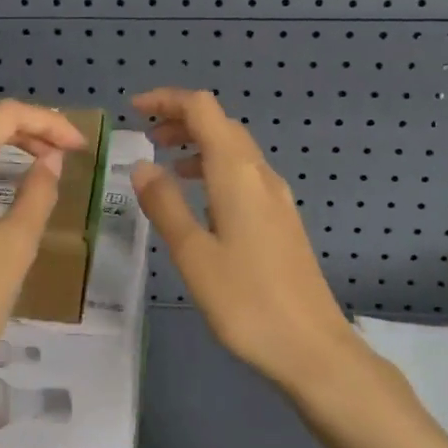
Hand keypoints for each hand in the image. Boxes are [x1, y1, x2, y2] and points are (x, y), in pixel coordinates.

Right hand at [131, 88, 360, 392]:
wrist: (312, 346)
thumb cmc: (245, 301)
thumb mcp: (192, 254)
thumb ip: (165, 204)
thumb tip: (142, 165)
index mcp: (237, 174)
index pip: (203, 109)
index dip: (168, 100)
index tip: (135, 109)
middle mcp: (261, 175)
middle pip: (221, 125)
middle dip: (182, 120)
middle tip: (147, 137)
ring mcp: (277, 198)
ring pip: (235, 151)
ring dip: (200, 145)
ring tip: (167, 165)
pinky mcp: (282, 221)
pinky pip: (244, 176)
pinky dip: (216, 171)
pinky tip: (200, 202)